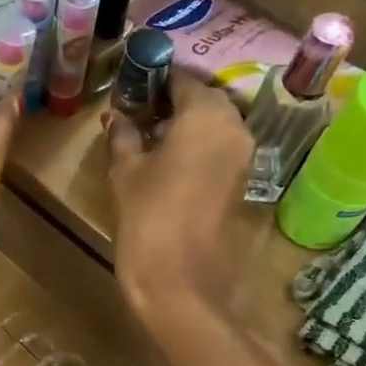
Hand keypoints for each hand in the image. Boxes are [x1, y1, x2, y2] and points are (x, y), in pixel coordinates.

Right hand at [106, 74, 251, 324]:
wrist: (182, 286)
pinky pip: (221, 154)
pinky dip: (199, 152)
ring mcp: (246, 159)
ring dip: (186, 129)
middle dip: (173, 104)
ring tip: (150, 142)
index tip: (131, 87)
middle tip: (139, 115)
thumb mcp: (126, 173)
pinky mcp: (245, 187)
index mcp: (207, 114)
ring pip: (215, 128)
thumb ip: (123, 136)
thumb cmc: (148, 220)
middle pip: (205, 101)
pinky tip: (170, 167)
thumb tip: (119, 116)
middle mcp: (237, 128)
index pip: (182, 79)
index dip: (154, 80)